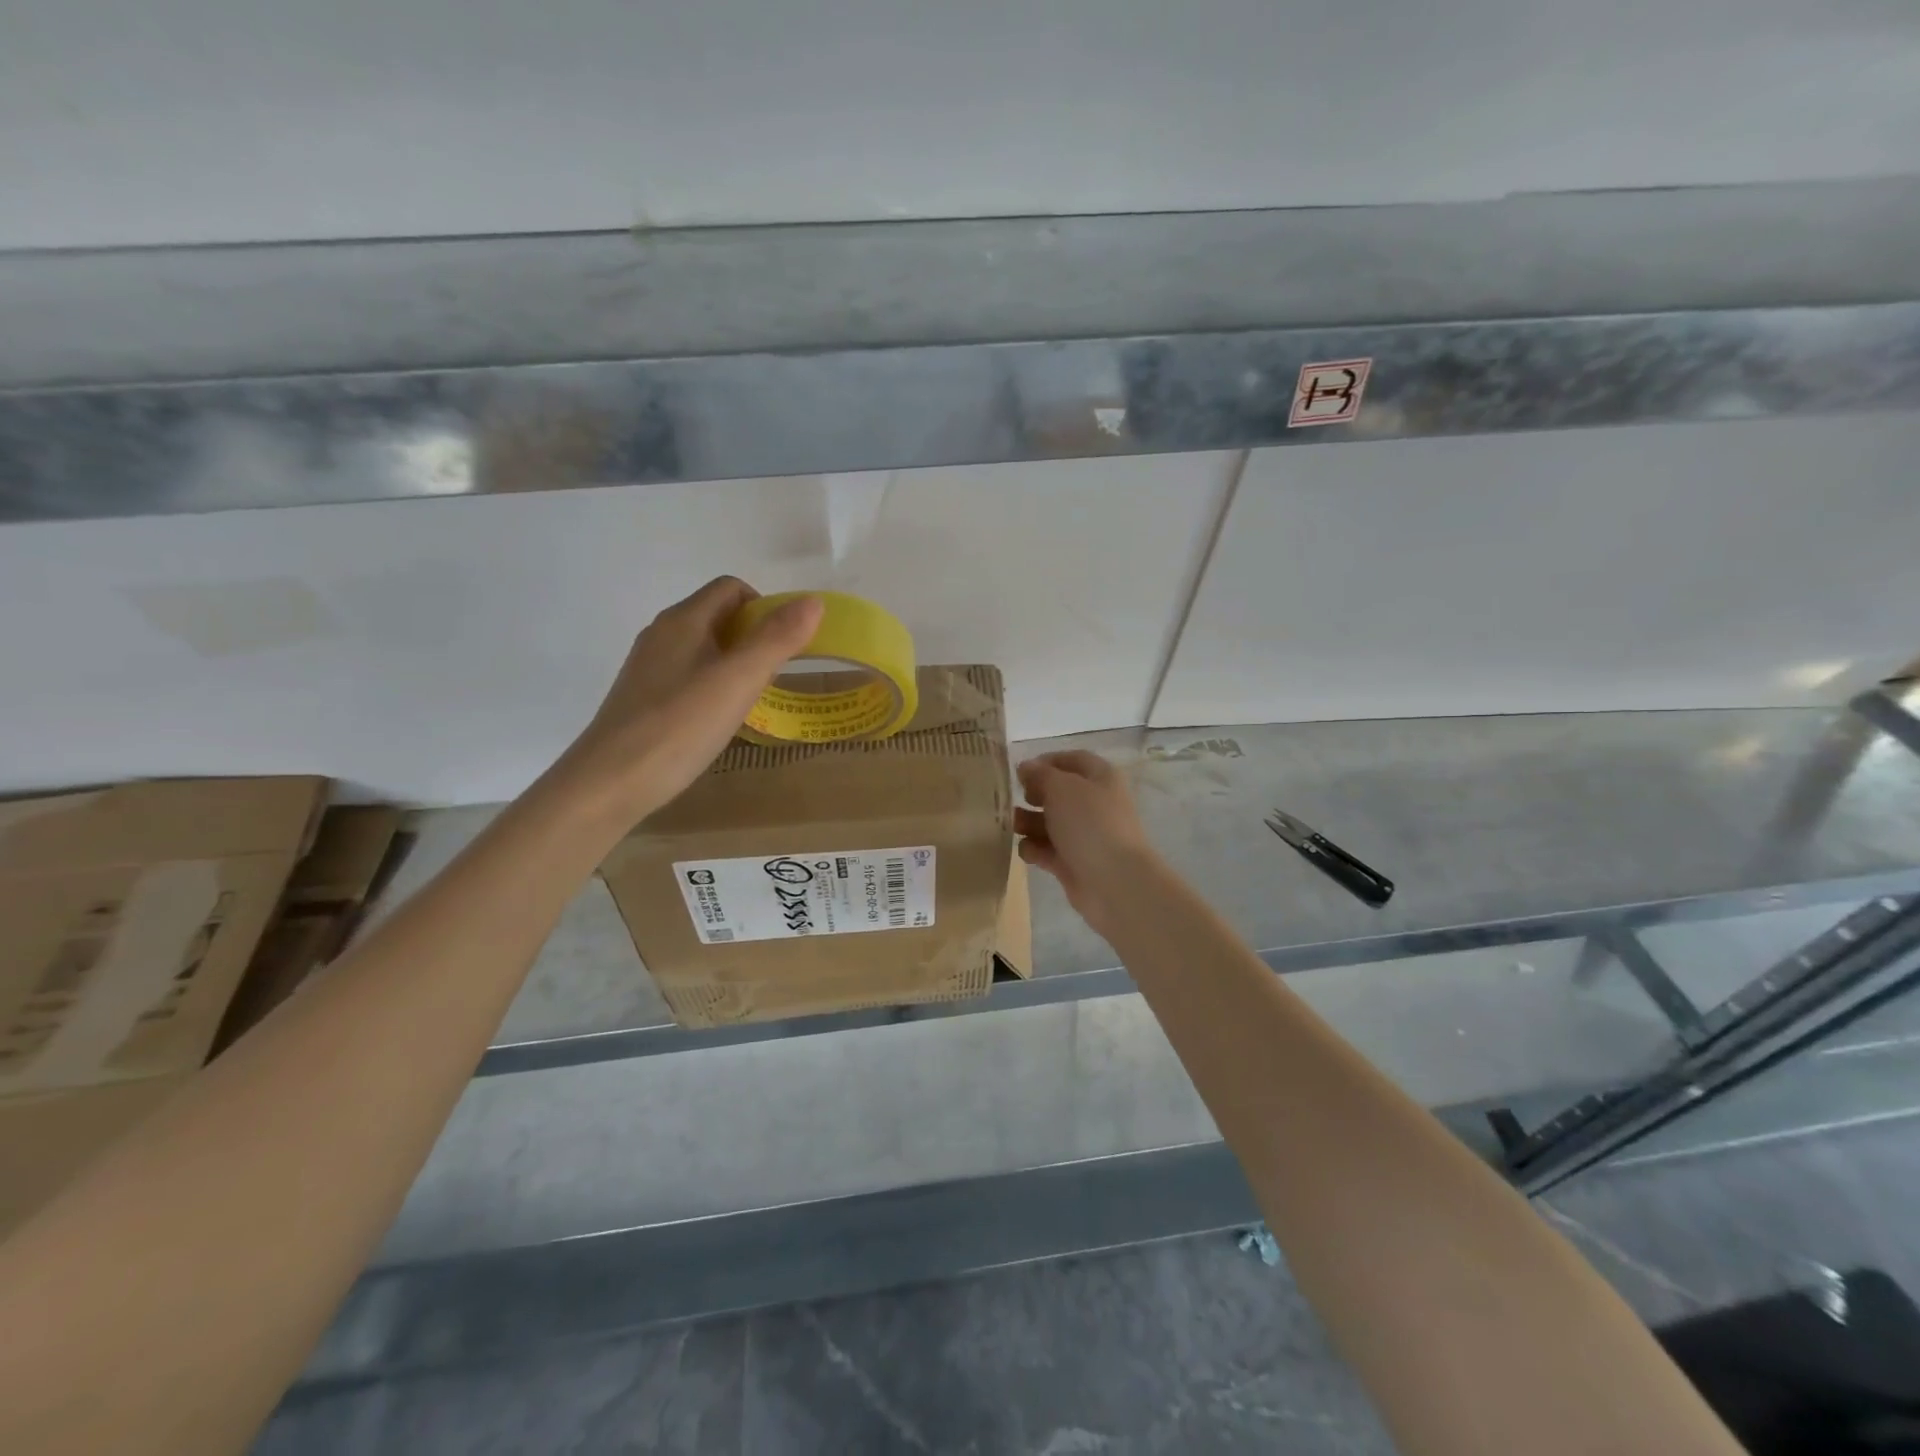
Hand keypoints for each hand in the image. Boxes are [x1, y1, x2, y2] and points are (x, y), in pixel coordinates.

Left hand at [550, 577, 823, 825]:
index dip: (766, 607)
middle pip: (718, 617)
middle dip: (755, 638)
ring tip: (751, 701)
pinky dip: (713, 688)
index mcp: (683, 621)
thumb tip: (813, 601)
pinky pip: (689, 677)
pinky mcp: (643, 699)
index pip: (732, 589)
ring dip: (735, 664)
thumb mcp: (738, 681)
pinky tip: (719, 721)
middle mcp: (662, 635)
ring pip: (704, 649)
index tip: (785, 647)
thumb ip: (777, 640)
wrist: (609, 784)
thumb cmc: (679, 727)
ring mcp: (649, 668)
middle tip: (774, 678)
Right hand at [1015, 751, 1158, 931]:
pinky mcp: (1074, 863)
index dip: (1045, 762)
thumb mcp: (1061, 788)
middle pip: (1058, 793)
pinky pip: (1048, 850)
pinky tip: (1028, 852)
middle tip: (1012, 799)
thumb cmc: (1090, 824)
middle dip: (1032, 795)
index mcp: (1101, 778)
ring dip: (1028, 823)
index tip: (1019, 772)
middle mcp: (1095, 804)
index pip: (1072, 760)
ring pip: (1050, 823)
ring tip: (1012, 826)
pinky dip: (1035, 849)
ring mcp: (1085, 835)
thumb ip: (1040, 774)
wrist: (1114, 882)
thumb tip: (1026, 767)